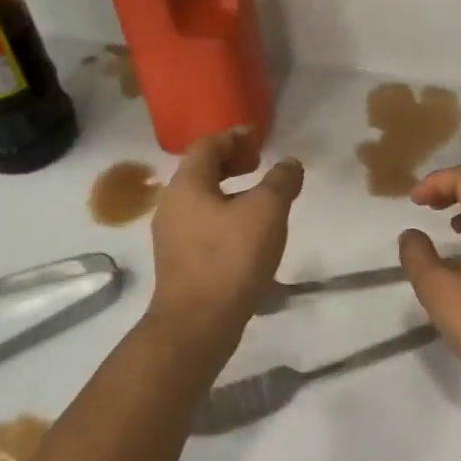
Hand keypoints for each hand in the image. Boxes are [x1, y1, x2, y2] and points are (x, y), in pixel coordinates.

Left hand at [148, 130, 303, 341]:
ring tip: (259, 198)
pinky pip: (202, 223)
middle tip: (259, 164)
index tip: (259, 139)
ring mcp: (171, 235)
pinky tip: (247, 232)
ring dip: (229, 190)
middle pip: (201, 170)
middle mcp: (172, 204)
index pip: (207, 145)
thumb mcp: (267, 211)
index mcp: (187, 184)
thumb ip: (281, 181)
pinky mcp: (178, 260)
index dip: (234, 137)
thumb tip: (289, 163)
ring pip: (202, 198)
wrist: (197, 323)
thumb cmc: (231, 257)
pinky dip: (224, 214)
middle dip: (231, 162)